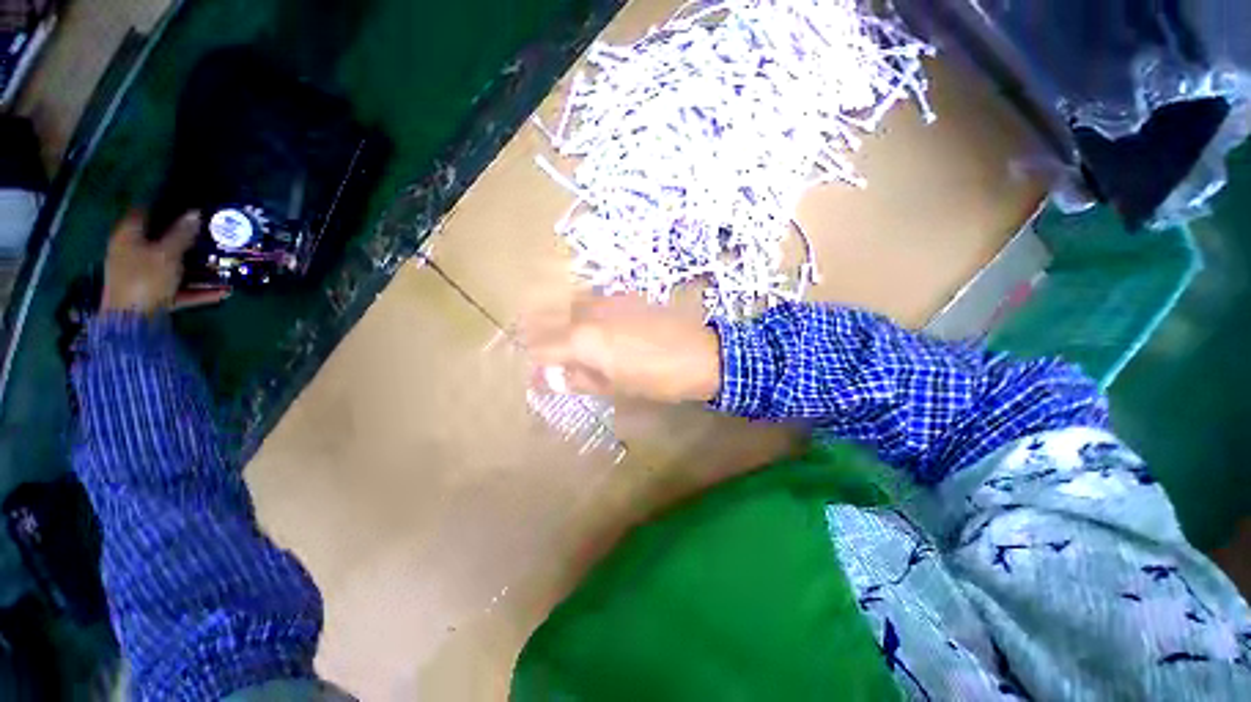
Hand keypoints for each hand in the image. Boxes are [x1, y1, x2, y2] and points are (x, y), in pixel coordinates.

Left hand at [101, 211, 228, 314]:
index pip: (144, 212)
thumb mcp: (167, 253)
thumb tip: (195, 213)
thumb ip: (181, 234)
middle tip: (210, 233)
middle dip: (185, 238)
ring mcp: (142, 276)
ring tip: (222, 265)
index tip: (187, 204)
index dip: (164, 205)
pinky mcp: (154, 296)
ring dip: (196, 267)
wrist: (131, 322)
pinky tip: (222, 292)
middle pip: (160, 241)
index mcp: (128, 237)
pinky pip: (179, 290)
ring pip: (172, 266)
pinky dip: (199, 290)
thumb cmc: (145, 279)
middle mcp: (132, 253)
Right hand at [519, 294, 722, 403]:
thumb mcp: (615, 387)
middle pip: (551, 318)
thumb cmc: (658, 378)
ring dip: (562, 320)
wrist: (701, 352)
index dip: (536, 361)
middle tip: (548, 355)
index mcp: (584, 340)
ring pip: (570, 304)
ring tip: (569, 340)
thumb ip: (579, 379)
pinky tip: (594, 326)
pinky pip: (593, 299)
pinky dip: (584, 311)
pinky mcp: (625, 295)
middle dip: (541, 334)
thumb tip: (550, 378)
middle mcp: (590, 313)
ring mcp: (608, 299)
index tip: (539, 373)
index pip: (543, 346)